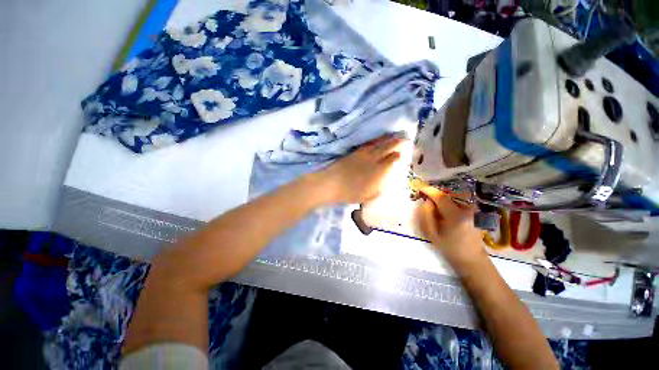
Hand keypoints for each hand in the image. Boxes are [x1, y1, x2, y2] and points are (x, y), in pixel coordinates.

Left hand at [318, 135, 404, 203]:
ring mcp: (363, 155)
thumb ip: (378, 190)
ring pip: (377, 144)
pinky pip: (367, 144)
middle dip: (396, 143)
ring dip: (386, 139)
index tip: (401, 153)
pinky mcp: (354, 153)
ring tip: (393, 135)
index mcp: (377, 172)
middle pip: (386, 149)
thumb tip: (385, 184)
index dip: (397, 156)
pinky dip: (374, 141)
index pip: (390, 161)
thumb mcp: (367, 197)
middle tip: (404, 138)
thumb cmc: (349, 193)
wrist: (332, 183)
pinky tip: (376, 140)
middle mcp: (372, 161)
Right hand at [415, 184, 486, 269]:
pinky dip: (451, 198)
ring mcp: (474, 210)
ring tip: (435, 201)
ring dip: (444, 195)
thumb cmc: (448, 247)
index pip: (441, 197)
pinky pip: (461, 199)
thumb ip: (426, 214)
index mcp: (456, 216)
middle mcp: (468, 209)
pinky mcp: (476, 211)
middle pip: (450, 193)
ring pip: (456, 195)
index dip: (429, 190)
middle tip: (427, 196)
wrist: (470, 257)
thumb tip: (427, 201)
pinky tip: (445, 206)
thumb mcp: (431, 233)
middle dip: (437, 192)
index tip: (420, 187)